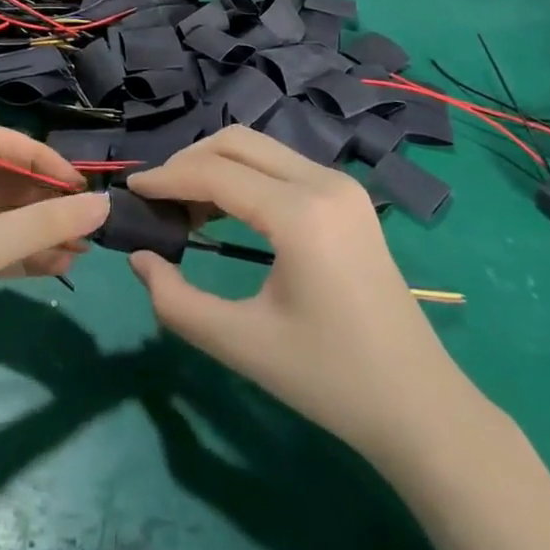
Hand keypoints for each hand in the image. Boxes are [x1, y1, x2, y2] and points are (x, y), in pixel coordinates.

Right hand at [126, 128, 461, 458]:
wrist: (420, 407)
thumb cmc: (330, 380)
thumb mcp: (242, 345)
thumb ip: (177, 302)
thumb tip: (139, 259)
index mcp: (301, 214)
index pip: (215, 173)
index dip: (166, 177)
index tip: (129, 190)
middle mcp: (324, 182)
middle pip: (237, 142)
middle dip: (188, 161)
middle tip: (156, 197)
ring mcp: (341, 186)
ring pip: (260, 148)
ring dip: (216, 165)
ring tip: (183, 206)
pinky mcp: (348, 198)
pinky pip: (281, 166)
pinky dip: (244, 176)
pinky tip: (224, 209)